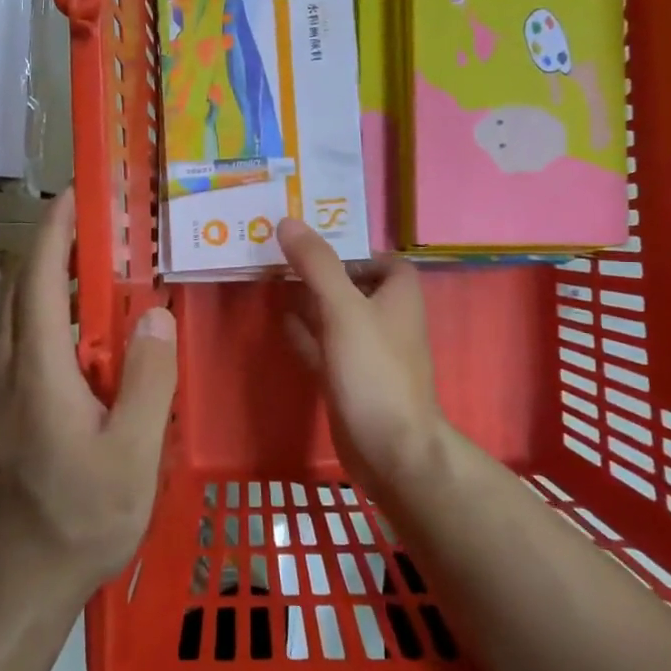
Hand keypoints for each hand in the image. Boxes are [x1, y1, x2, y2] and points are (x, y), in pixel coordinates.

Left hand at [0, 188, 177, 602]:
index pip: (38, 275)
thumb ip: (147, 379)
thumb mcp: (131, 456)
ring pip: (19, 315)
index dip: (56, 228)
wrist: (12, 587)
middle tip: (108, 232)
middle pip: (23, 286)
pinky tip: (90, 347)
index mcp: (36, 368)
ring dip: (54, 285)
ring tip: (106, 281)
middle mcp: (5, 367)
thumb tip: (154, 313)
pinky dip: (51, 321)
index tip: (78, 192)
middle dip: (57, 248)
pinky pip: (23, 345)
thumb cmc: (76, 522)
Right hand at [278, 219, 441, 483]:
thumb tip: (288, 221)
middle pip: (354, 285)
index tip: (316, 241)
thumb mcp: (344, 308)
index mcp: (398, 297)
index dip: (356, 249)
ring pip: (336, 316)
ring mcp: (366, 353)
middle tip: (281, 254)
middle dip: (322, 270)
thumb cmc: (374, 370)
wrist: (389, 449)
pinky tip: (280, 321)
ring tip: (272, 279)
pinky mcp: (349, 380)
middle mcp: (386, 321)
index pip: (385, 260)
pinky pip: (324, 346)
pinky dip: (305, 332)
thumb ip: (317, 265)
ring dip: (310, 299)